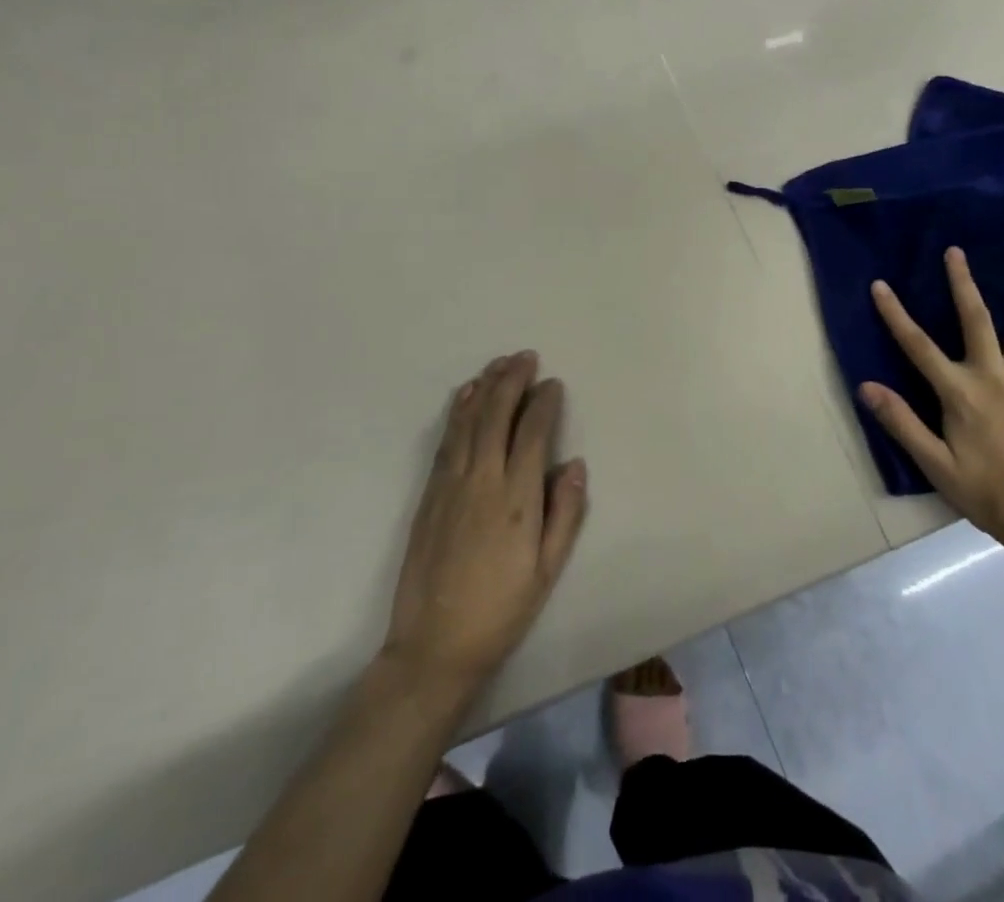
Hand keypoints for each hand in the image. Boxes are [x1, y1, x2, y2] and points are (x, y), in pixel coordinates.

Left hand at [383, 352, 588, 694]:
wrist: (433, 645)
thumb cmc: (501, 610)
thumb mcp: (547, 570)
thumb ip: (565, 513)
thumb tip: (574, 463)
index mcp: (516, 499)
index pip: (532, 433)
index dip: (544, 403)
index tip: (553, 384)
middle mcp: (482, 480)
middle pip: (497, 415)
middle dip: (513, 381)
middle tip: (526, 357)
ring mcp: (450, 484)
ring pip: (469, 421)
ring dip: (485, 387)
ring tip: (500, 363)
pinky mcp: (429, 493)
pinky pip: (446, 439)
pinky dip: (458, 410)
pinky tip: (466, 394)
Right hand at [860, 252, 1003, 559]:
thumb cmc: (987, 493)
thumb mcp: (936, 465)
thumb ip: (902, 422)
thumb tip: (866, 386)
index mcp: (960, 393)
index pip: (918, 346)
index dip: (895, 314)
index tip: (880, 285)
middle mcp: (994, 377)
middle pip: (975, 321)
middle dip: (962, 284)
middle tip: (956, 252)